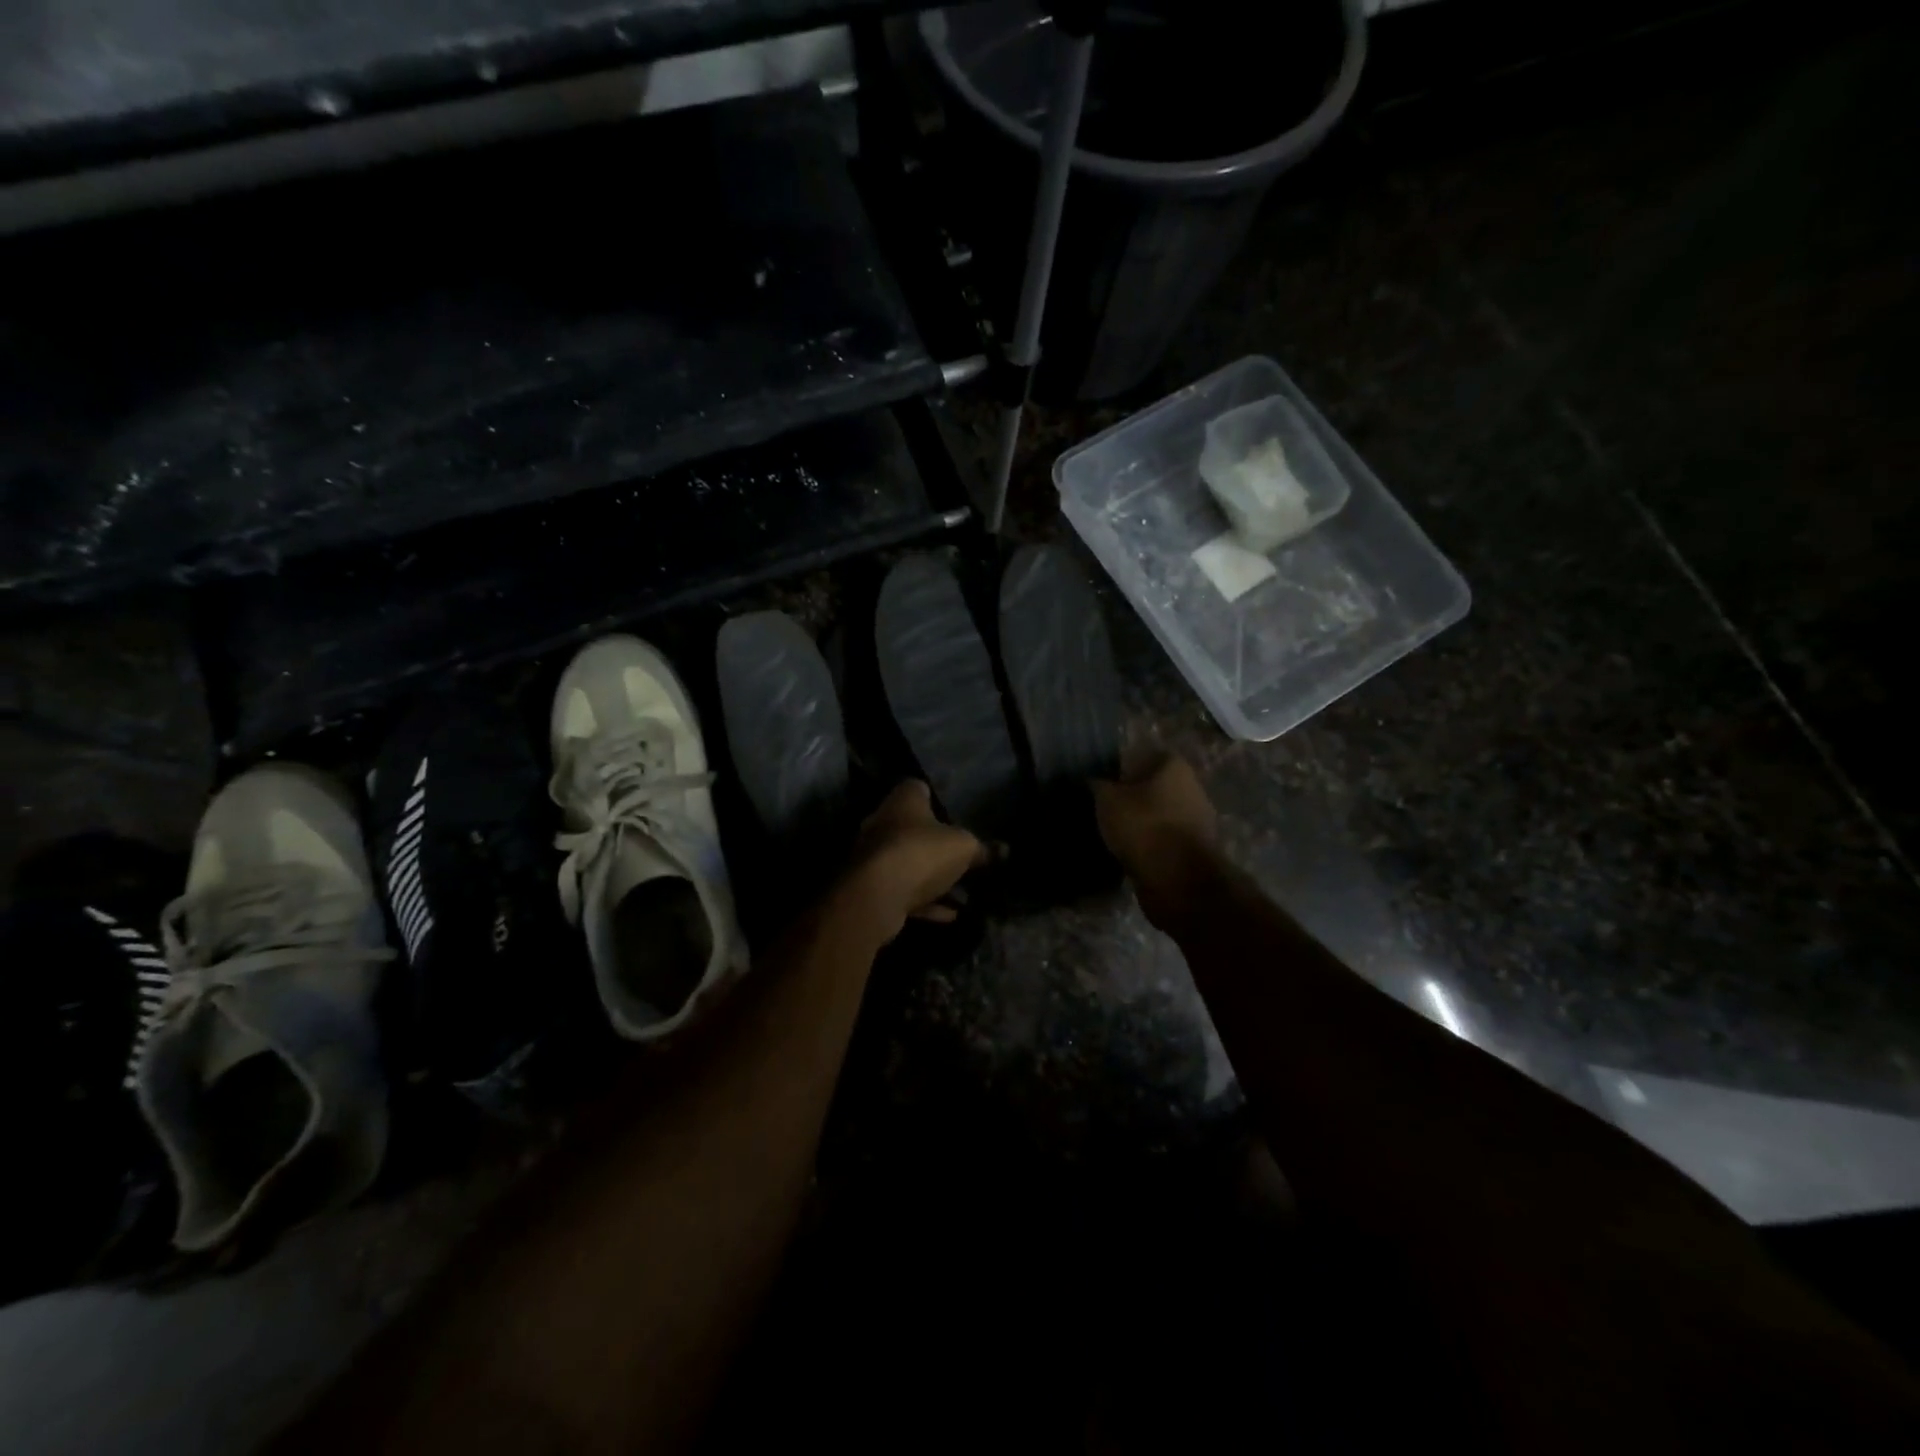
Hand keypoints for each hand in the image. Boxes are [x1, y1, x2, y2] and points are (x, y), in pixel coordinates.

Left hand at [840, 781, 984, 941]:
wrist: (877, 895)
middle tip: (963, 856)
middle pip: (913, 828)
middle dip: (937, 843)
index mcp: (903, 801)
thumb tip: (1003, 850)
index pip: (918, 788)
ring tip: (964, 893)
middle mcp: (883, 823)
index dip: (937, 797)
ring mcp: (874, 857)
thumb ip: (982, 849)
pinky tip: (951, 914)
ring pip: (910, 863)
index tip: (955, 811)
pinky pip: (905, 891)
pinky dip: (926, 901)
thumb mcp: (964, 848)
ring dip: (934, 877)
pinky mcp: (871, 887)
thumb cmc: (922, 853)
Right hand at [1092, 753, 1220, 929]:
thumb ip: (1098, 785)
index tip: (1101, 784)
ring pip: (1159, 815)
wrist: (1179, 880)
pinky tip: (1128, 854)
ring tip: (1112, 834)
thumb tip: (1093, 781)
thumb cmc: (1144, 827)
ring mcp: (1196, 821)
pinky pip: (1164, 841)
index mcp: (1174, 767)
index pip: (1143, 756)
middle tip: (1103, 809)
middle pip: (1153, 787)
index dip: (1120, 768)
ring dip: (1140, 824)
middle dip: (1131, 797)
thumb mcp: (1108, 800)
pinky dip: (1148, 846)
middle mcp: (1191, 788)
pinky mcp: (1193, 850)